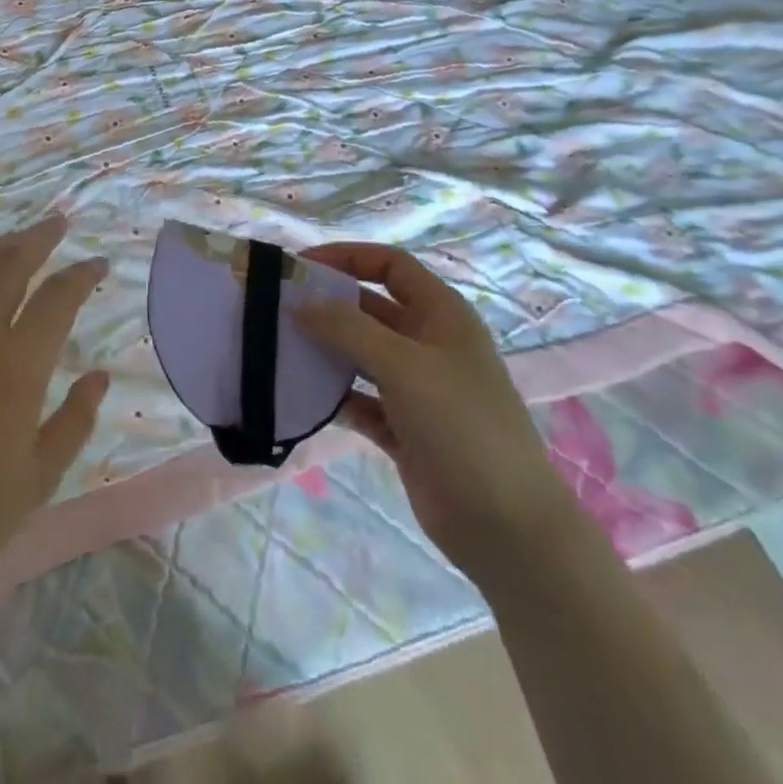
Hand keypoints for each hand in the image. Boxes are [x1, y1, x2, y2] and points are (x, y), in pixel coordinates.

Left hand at [0, 215, 109, 610]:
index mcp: (17, 370)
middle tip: (58, 223)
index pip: (58, 301)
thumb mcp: (38, 481)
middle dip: (39, 239)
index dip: (82, 276)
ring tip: (15, 236)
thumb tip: (100, 375)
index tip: (99, 264)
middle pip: (11, 267)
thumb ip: (74, 421)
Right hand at [296, 243, 578, 582]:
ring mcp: (416, 388)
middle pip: (369, 308)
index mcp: (441, 315)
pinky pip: (358, 399)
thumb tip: (300, 304)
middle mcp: (428, 344)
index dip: (347, 257)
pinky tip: (301, 397)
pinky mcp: (403, 428)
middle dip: (326, 305)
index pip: (390, 265)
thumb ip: (347, 328)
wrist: (506, 527)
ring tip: (277, 349)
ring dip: (324, 350)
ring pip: (360, 354)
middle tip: (276, 309)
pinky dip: (333, 395)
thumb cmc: (461, 426)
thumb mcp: (403, 366)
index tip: (299, 266)